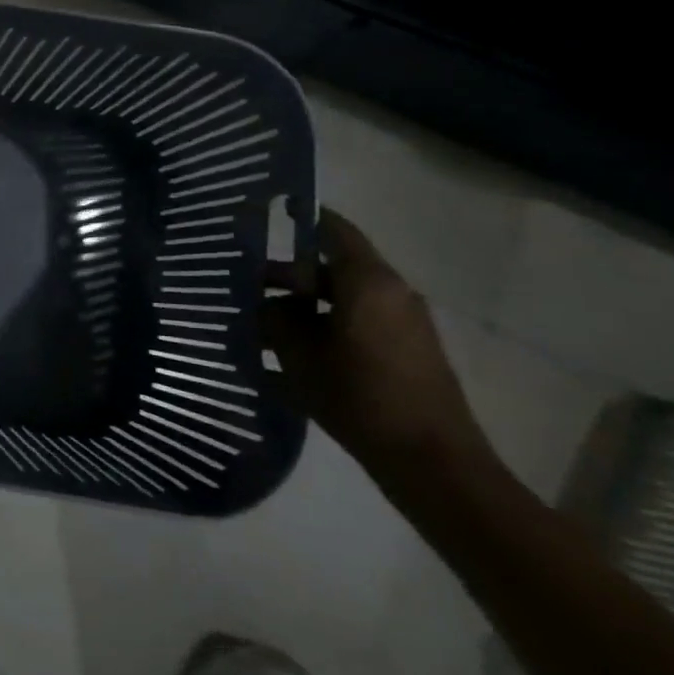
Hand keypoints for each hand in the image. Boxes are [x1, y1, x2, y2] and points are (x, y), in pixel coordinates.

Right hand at [260, 208, 493, 484]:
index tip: (267, 213)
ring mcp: (402, 325)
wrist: (431, 461)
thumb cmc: (361, 397)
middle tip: (242, 289)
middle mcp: (391, 294)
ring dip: (301, 309)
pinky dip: (322, 331)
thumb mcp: (300, 356)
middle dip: (286, 277)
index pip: (333, 231)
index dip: (302, 218)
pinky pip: (354, 326)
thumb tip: (265, 305)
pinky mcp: (405, 352)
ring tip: (257, 328)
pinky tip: (286, 359)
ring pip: (340, 301)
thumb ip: (276, 320)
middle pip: (330, 270)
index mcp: (368, 283)